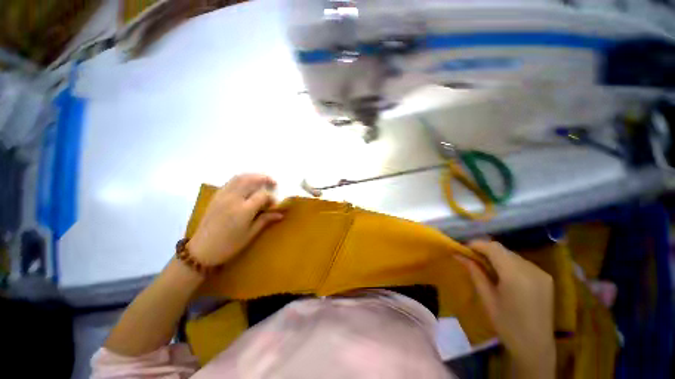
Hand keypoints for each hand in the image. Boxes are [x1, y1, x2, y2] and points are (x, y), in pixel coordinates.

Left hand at [187, 174, 283, 265]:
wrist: (201, 250)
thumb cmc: (229, 245)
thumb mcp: (250, 234)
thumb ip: (265, 220)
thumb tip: (280, 214)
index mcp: (243, 210)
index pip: (262, 195)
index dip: (271, 198)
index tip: (274, 204)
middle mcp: (233, 199)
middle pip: (251, 180)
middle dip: (264, 179)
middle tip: (273, 182)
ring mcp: (223, 195)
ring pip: (240, 177)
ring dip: (253, 176)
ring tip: (262, 179)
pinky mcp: (216, 196)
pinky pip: (231, 181)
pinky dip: (242, 178)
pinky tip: (247, 183)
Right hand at [460, 240, 554, 377]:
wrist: (536, 347)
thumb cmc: (507, 325)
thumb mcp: (487, 298)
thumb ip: (474, 273)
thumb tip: (458, 255)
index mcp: (515, 275)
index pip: (493, 248)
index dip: (476, 244)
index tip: (463, 248)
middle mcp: (530, 269)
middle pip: (503, 250)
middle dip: (485, 250)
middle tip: (471, 257)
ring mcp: (541, 272)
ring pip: (512, 255)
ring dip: (497, 256)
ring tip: (485, 266)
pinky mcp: (546, 278)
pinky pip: (522, 263)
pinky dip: (509, 263)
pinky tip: (503, 275)